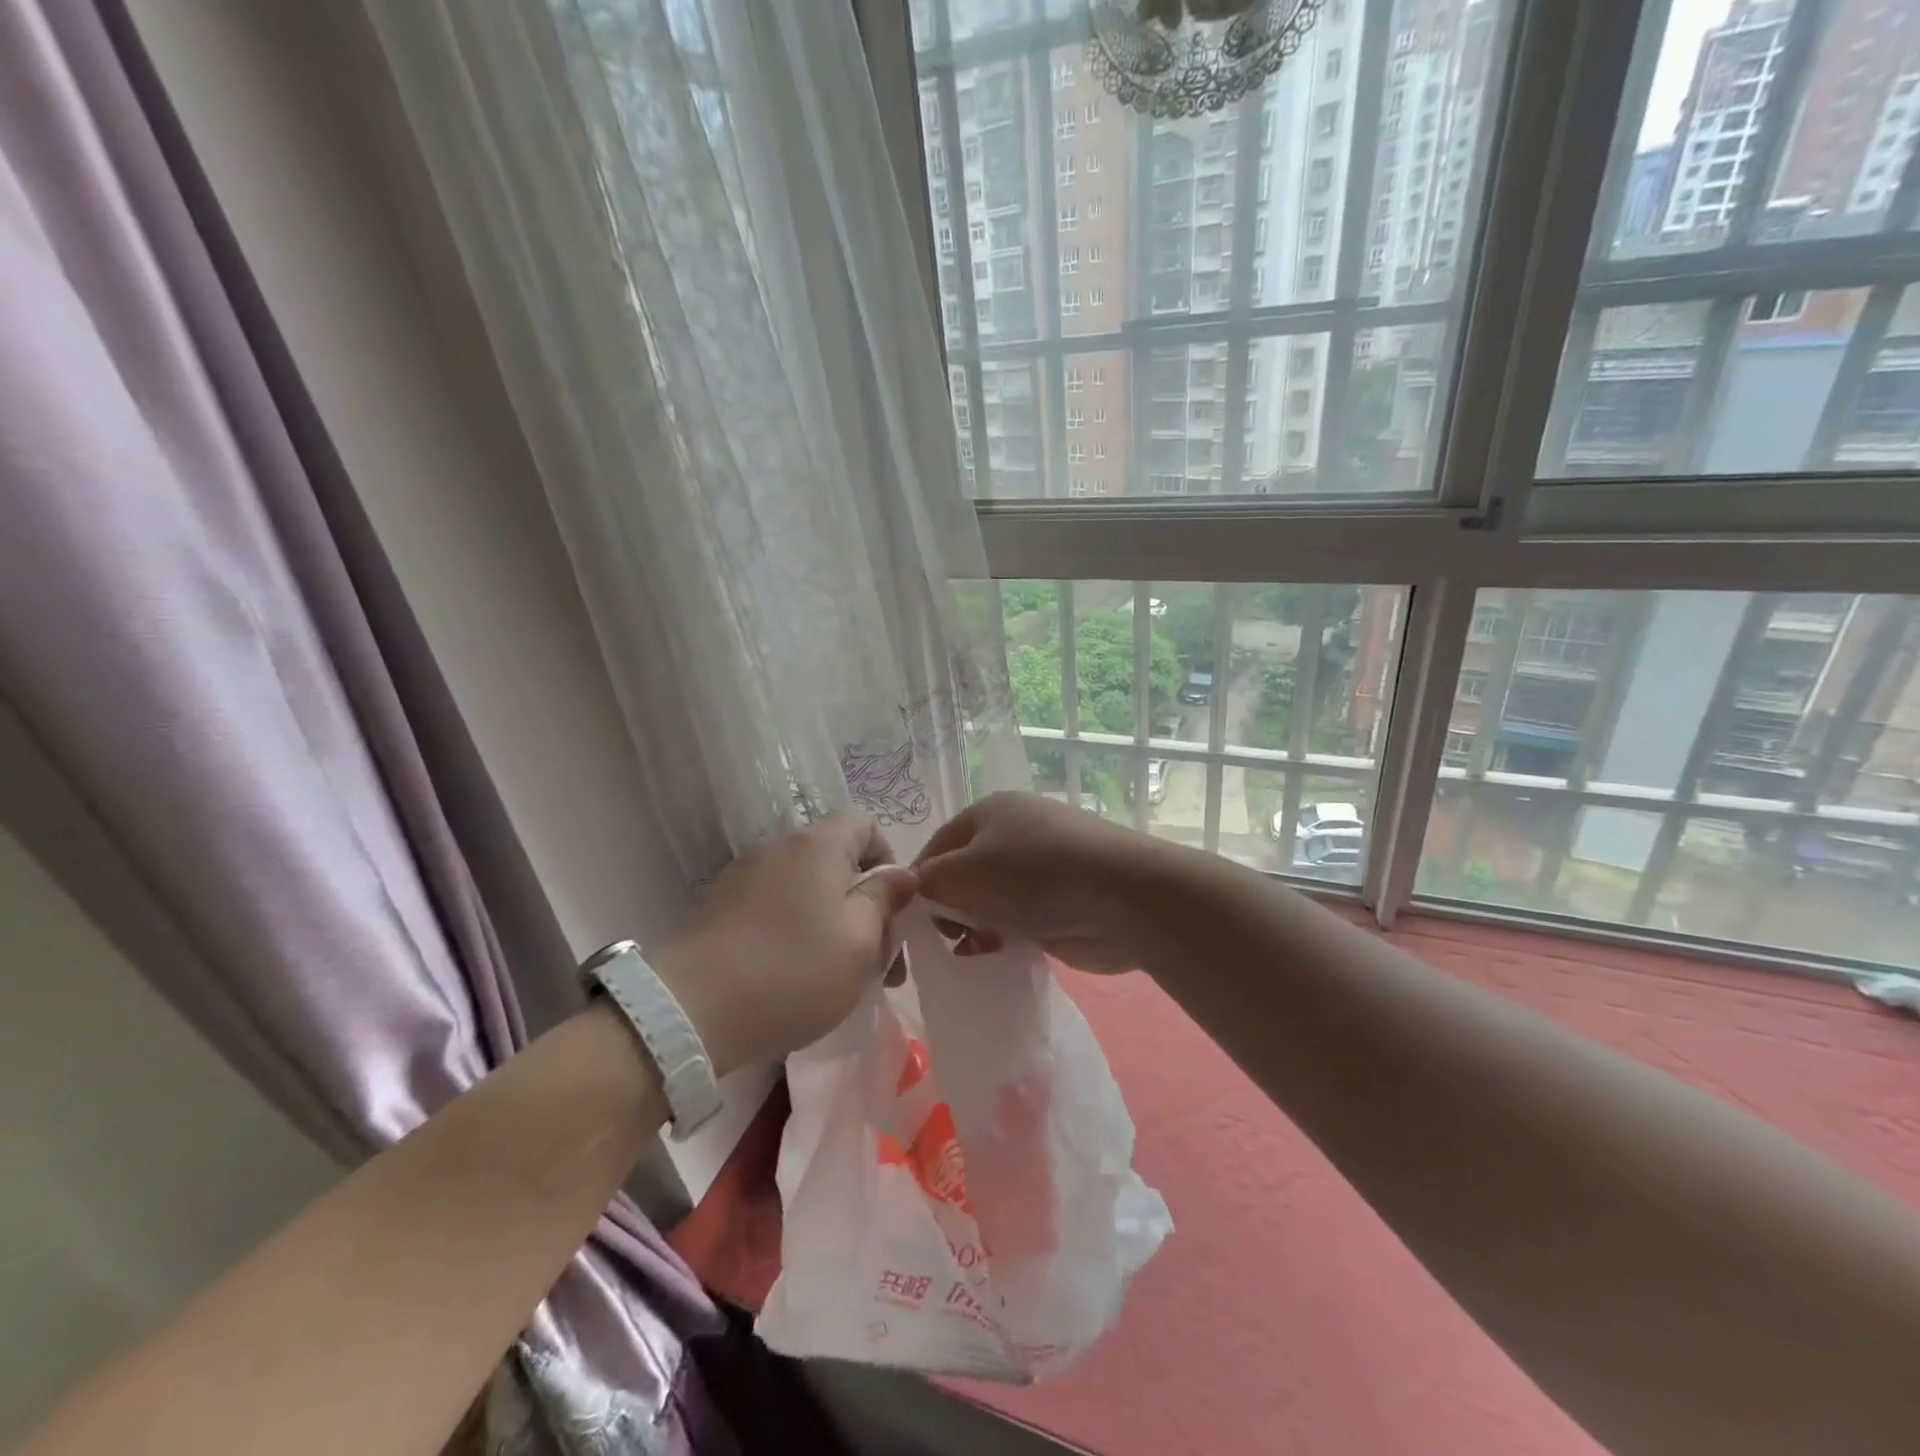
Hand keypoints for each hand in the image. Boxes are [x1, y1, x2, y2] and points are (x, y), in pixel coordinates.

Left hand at [654, 814, 917, 1074]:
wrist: (690, 1011)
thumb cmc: (793, 971)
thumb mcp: (861, 941)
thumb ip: (885, 900)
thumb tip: (902, 874)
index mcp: (818, 845)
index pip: (865, 824)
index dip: (887, 859)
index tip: (892, 908)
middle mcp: (778, 847)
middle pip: (836, 860)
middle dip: (863, 903)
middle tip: (877, 960)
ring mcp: (743, 876)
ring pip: (805, 888)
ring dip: (830, 921)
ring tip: (837, 975)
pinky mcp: (718, 908)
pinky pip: (773, 907)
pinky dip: (793, 931)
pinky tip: (792, 975)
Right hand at [914, 792, 1169, 974]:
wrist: (1122, 898)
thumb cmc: (1033, 876)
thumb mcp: (963, 874)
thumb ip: (928, 882)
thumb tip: (916, 891)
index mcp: (989, 811)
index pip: (937, 846)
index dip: (920, 883)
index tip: (911, 922)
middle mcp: (1015, 832)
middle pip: (964, 874)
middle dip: (950, 908)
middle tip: (946, 940)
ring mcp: (1042, 867)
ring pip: (992, 900)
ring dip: (977, 927)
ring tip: (976, 949)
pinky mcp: (1062, 900)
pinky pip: (1019, 919)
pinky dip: (1007, 936)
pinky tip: (1002, 954)